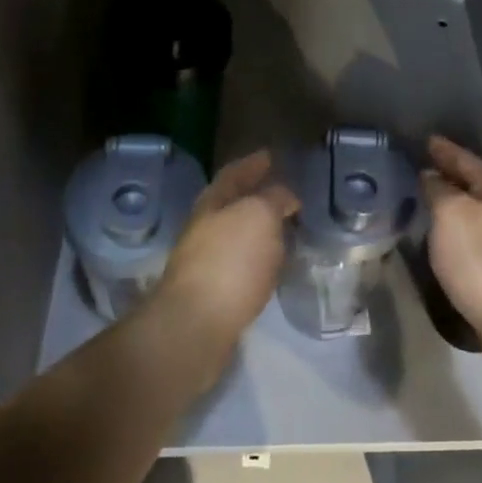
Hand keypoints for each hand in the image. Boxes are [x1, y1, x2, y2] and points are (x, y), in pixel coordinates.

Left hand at [155, 150, 297, 359]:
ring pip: (237, 235)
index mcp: (212, 203)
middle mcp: (205, 228)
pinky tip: (274, 262)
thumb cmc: (229, 261)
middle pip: (232, 204)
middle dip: (255, 195)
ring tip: (286, 226)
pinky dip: (259, 256)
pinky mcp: (214, 293)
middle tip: (284, 192)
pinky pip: (241, 264)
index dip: (252, 163)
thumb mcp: (259, 215)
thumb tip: (284, 195)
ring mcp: (206, 262)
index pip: (234, 173)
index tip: (271, 156)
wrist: (196, 327)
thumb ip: (274, 198)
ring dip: (259, 228)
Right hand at [421, 136, 481, 372]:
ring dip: (454, 200)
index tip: (428, 140)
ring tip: (430, 196)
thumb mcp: (451, 215)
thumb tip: (431, 175)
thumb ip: (439, 190)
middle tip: (426, 164)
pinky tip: (444, 234)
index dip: (446, 150)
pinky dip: (456, 226)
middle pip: (475, 184)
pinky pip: (474, 234)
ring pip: (475, 209)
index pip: (467, 161)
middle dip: (452, 173)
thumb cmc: (481, 260)